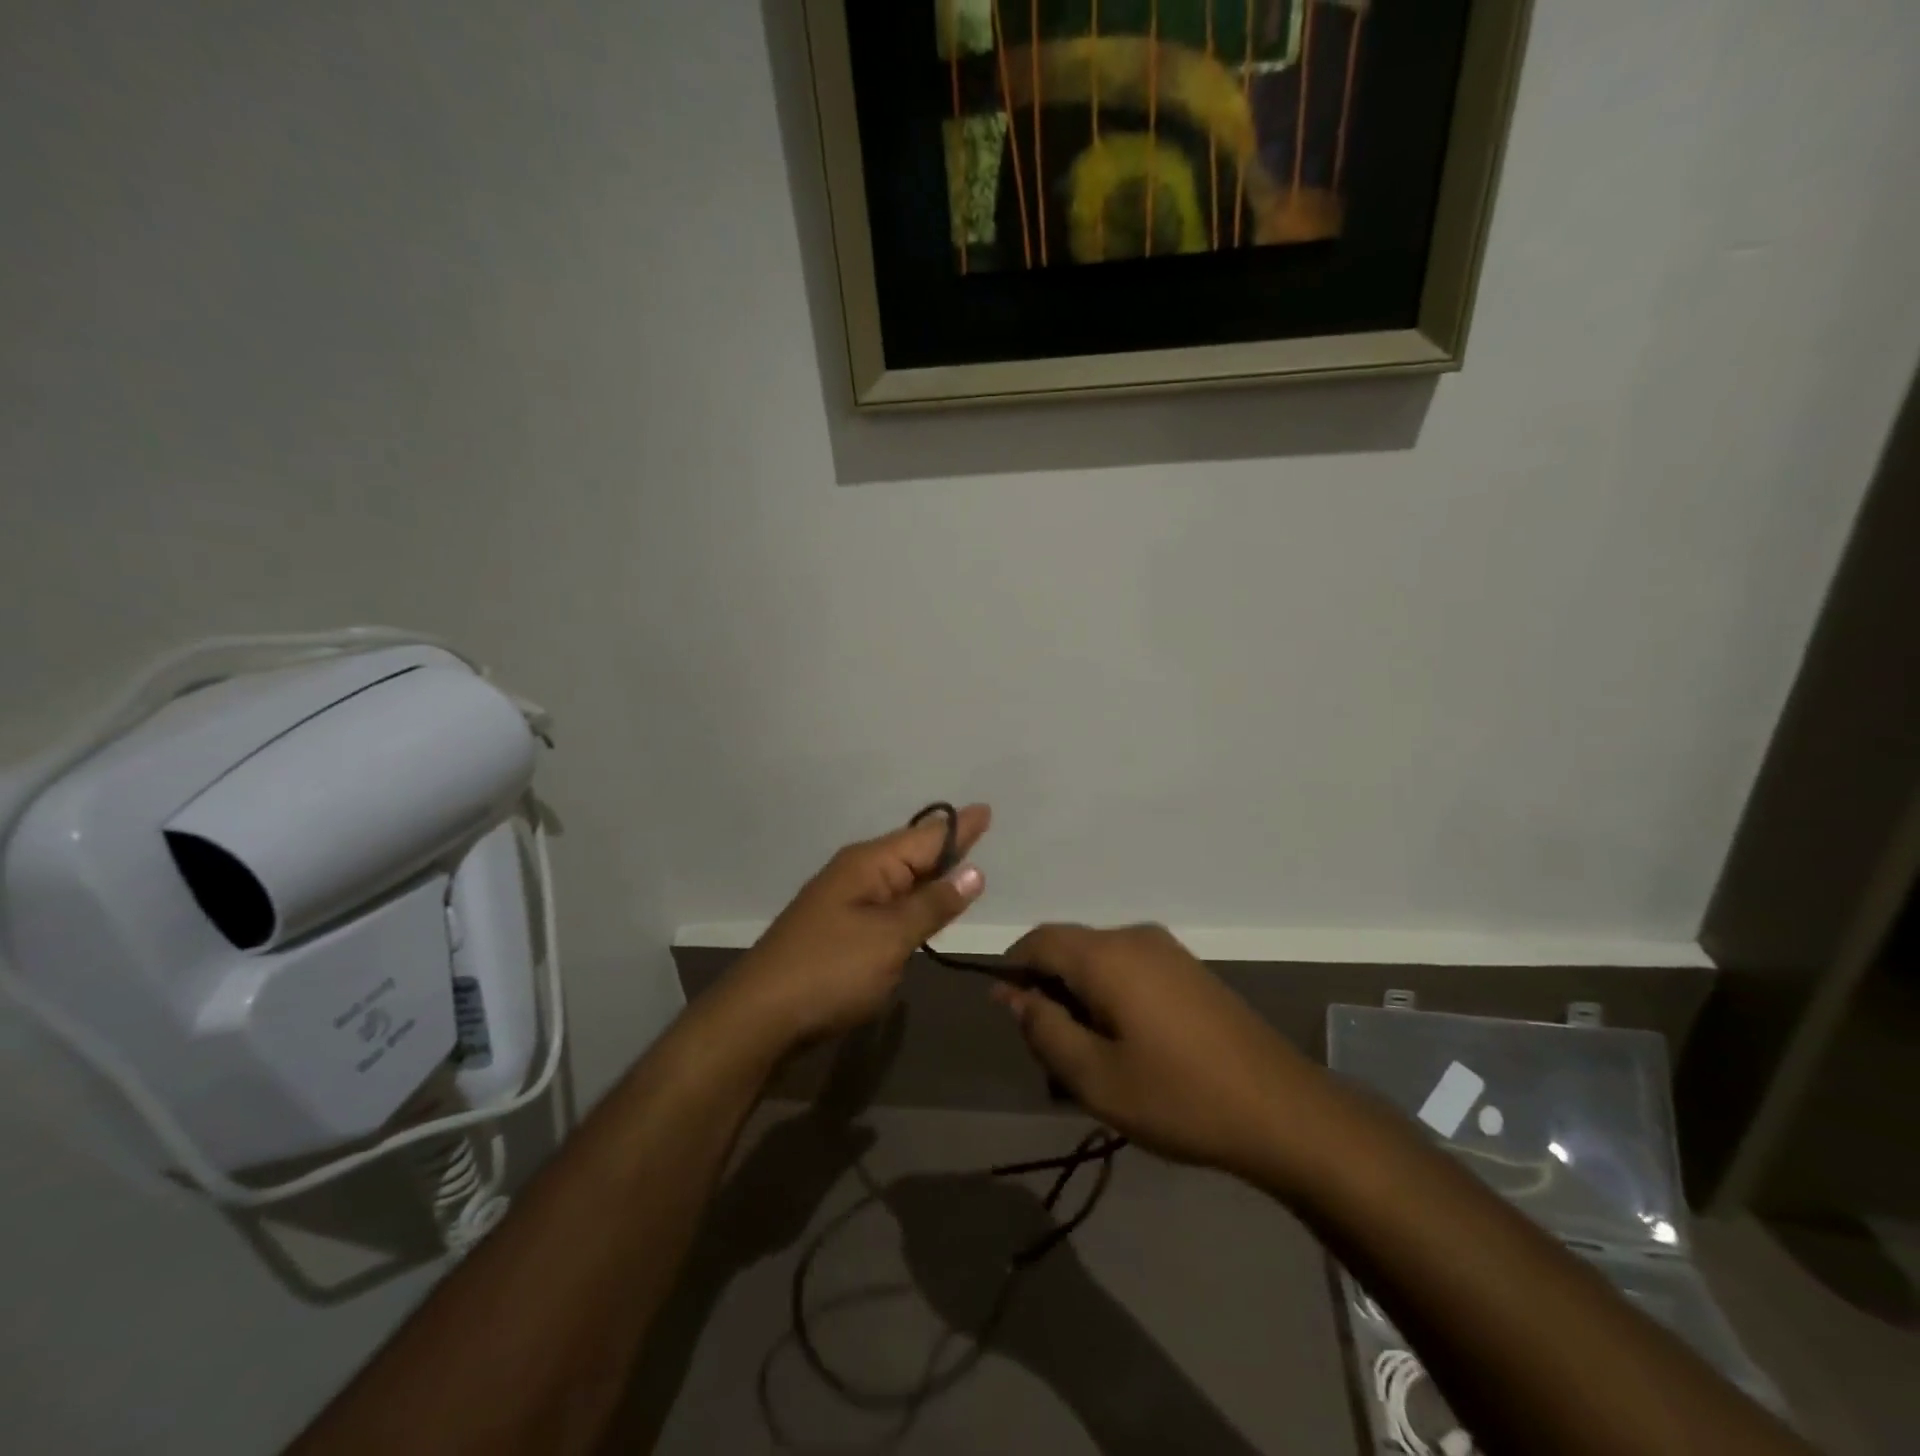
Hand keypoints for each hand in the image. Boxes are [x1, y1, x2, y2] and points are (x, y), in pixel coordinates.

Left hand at [723, 805, 990, 1047]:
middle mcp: (856, 874)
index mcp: (869, 864)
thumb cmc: (830, 971)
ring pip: (899, 880)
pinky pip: (886, 905)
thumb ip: (933, 904)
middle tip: (980, 829)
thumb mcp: (890, 938)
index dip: (960, 827)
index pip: (926, 837)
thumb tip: (973, 871)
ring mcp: (844, 903)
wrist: (760, 1017)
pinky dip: (911, 903)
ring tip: (961, 863)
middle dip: (945, 845)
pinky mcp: (839, 932)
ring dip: (929, 875)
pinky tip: (923, 908)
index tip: (987, 809)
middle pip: (912, 854)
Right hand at [996, 924, 1320, 1180]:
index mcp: (1107, 955)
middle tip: (1049, 1054)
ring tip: (1087, 1061)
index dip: (1012, 969)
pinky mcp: (1188, 970)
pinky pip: (1130, 971)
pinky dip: (1110, 999)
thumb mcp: (1095, 1076)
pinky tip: (1125, 1049)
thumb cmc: (1179, 1096)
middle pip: (1069, 950)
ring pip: (1099, 963)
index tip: (1008, 1014)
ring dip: (1079, 1000)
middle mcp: (1134, 938)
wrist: (1282, 1110)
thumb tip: (1012, 993)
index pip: (1039, 940)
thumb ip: (1044, 1029)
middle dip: (1047, 992)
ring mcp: (1167, 951)